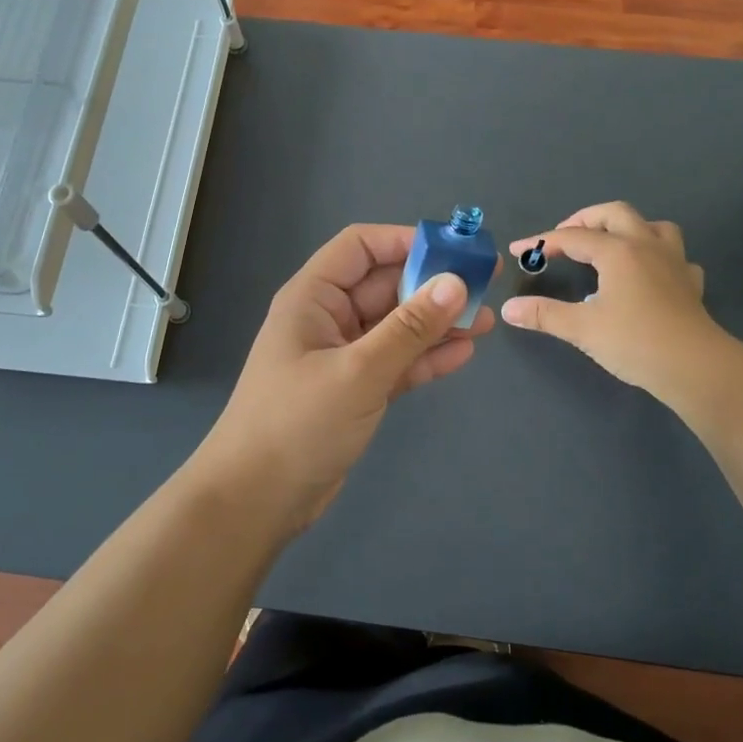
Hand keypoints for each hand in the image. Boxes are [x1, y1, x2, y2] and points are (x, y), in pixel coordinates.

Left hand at [198, 224, 495, 532]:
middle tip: (484, 284)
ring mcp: (343, 355)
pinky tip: (463, 353)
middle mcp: (328, 318)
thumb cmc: (298, 423)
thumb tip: (456, 283)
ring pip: (396, 326)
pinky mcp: (356, 389)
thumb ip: (409, 328)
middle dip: (431, 283)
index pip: (360, 247)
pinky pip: (396, 361)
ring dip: (436, 322)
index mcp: (313, 297)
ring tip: (485, 320)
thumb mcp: (359, 372)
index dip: (404, 241)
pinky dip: (426, 357)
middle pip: (385, 285)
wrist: (257, 500)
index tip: (453, 249)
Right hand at [502, 201, 724, 399]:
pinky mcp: (690, 282)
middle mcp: (646, 245)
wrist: (695, 367)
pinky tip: (650, 275)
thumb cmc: (635, 342)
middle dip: (586, 219)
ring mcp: (673, 261)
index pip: (572, 238)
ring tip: (611, 244)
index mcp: (617, 251)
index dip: (542, 242)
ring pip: (653, 226)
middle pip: (615, 214)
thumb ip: (544, 314)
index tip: (519, 250)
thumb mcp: (582, 329)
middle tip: (565, 237)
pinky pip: (675, 257)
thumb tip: (509, 309)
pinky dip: (659, 258)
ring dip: (628, 228)